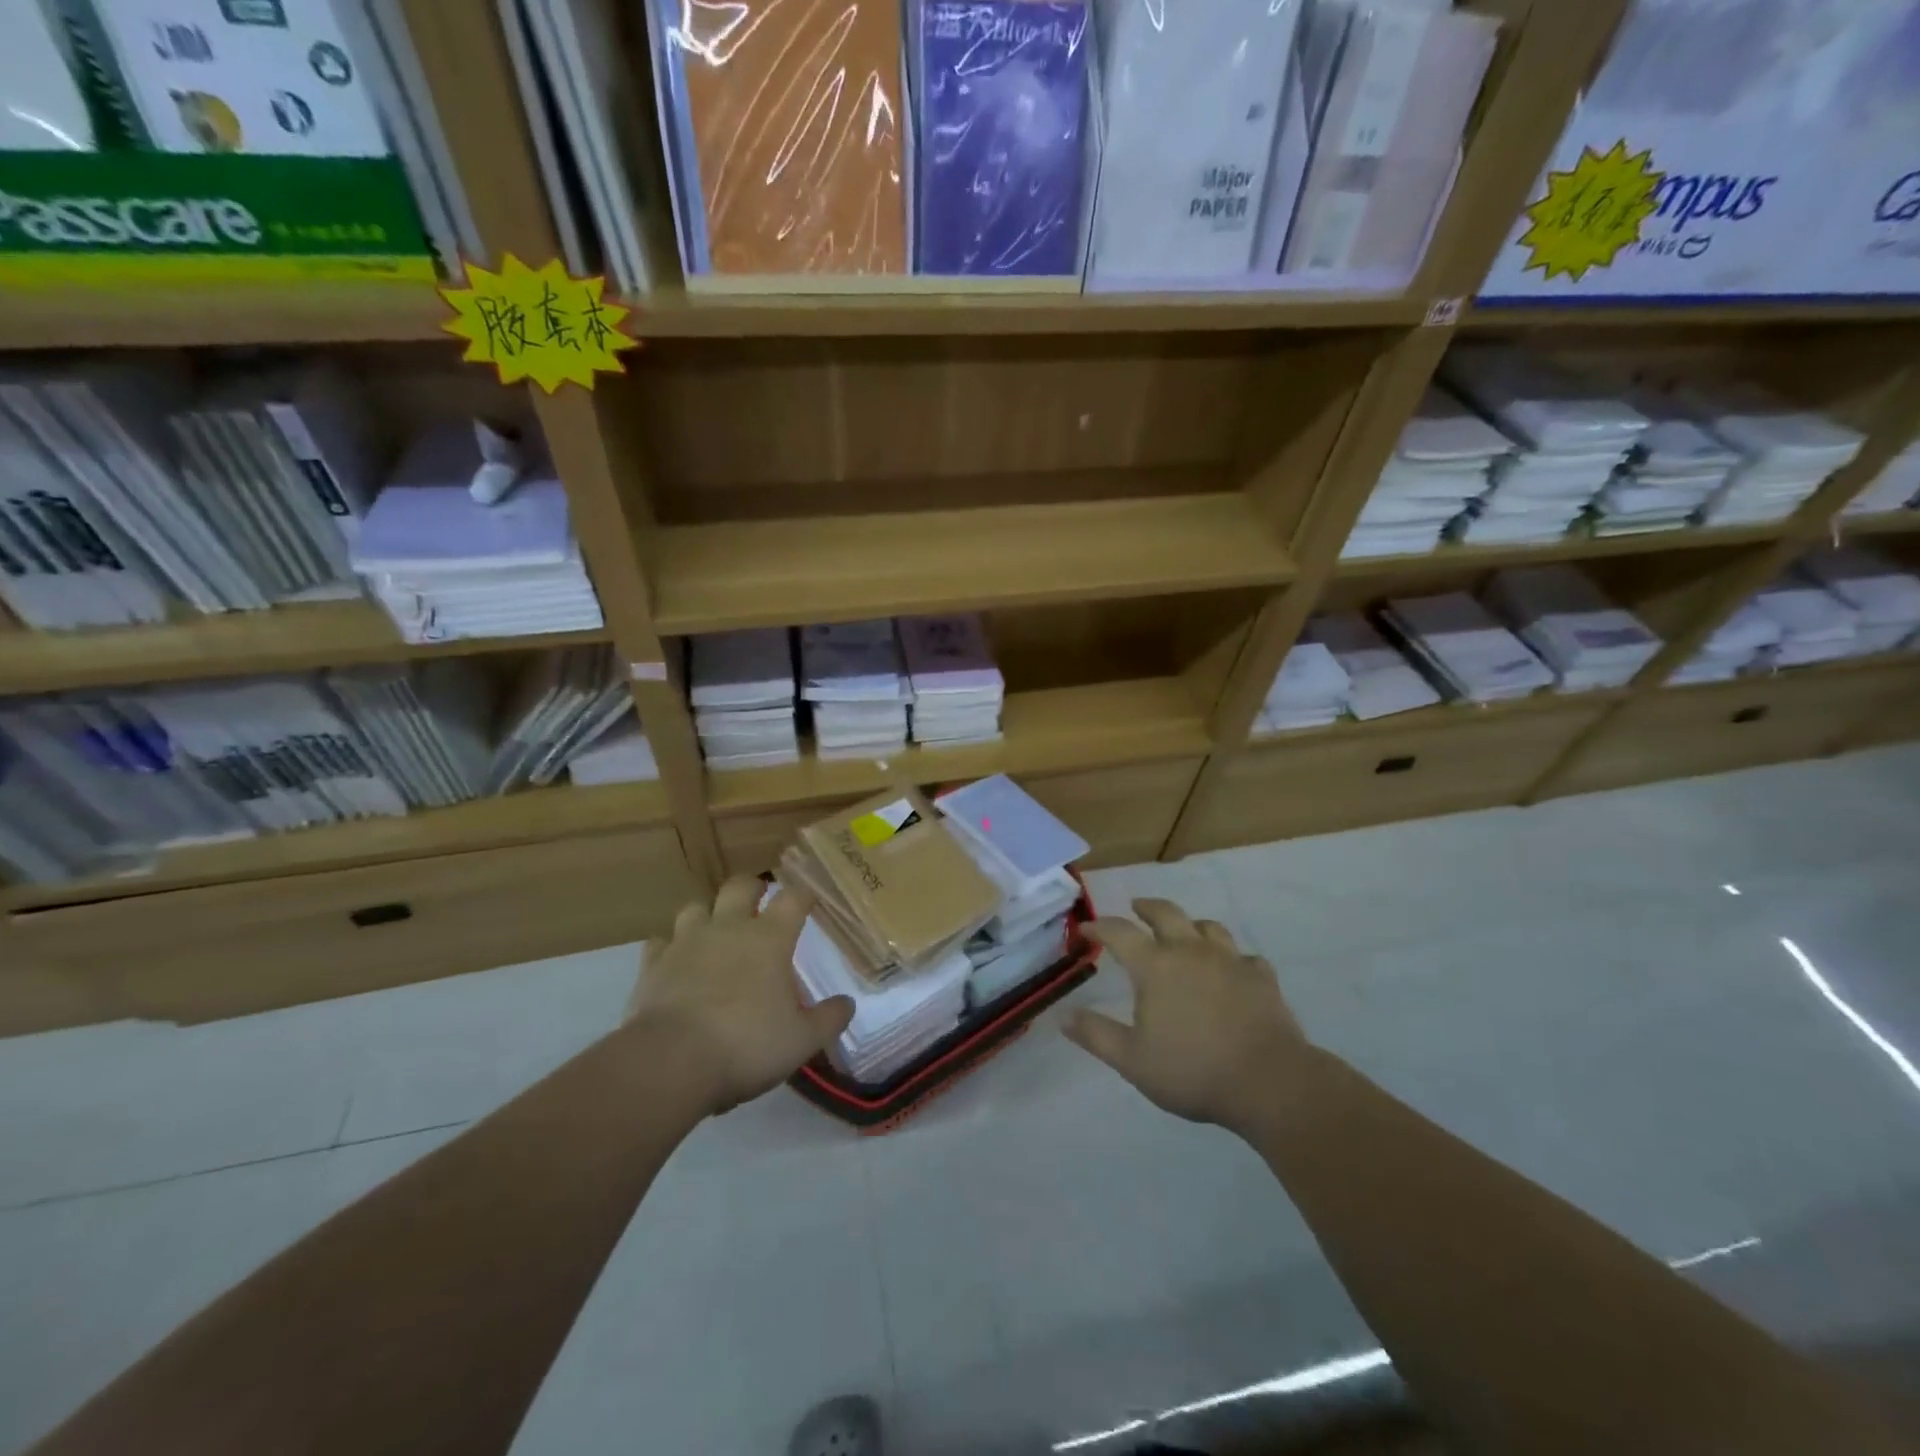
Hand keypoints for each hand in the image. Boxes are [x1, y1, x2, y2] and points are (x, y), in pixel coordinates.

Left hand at [629, 878, 854, 1115]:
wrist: (670, 1062)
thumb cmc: (746, 1045)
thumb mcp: (802, 1040)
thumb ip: (828, 1019)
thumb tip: (847, 1004)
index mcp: (769, 939)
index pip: (793, 898)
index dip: (804, 894)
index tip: (810, 897)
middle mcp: (728, 928)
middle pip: (740, 886)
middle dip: (752, 887)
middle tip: (760, 900)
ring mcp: (686, 942)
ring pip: (695, 907)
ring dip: (707, 913)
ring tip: (714, 930)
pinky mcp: (652, 965)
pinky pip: (659, 942)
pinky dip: (669, 946)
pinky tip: (674, 961)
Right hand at [1065, 898, 1308, 1133]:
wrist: (1268, 1082)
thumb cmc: (1192, 1070)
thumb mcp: (1132, 1060)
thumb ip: (1096, 1034)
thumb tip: (1063, 1015)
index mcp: (1155, 966)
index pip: (1119, 932)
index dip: (1100, 926)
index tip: (1087, 928)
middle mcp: (1190, 951)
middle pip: (1166, 913)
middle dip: (1147, 907)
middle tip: (1137, 907)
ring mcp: (1230, 961)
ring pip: (1209, 928)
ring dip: (1191, 925)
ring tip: (1185, 933)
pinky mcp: (1261, 978)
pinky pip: (1245, 958)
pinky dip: (1234, 959)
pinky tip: (1233, 971)